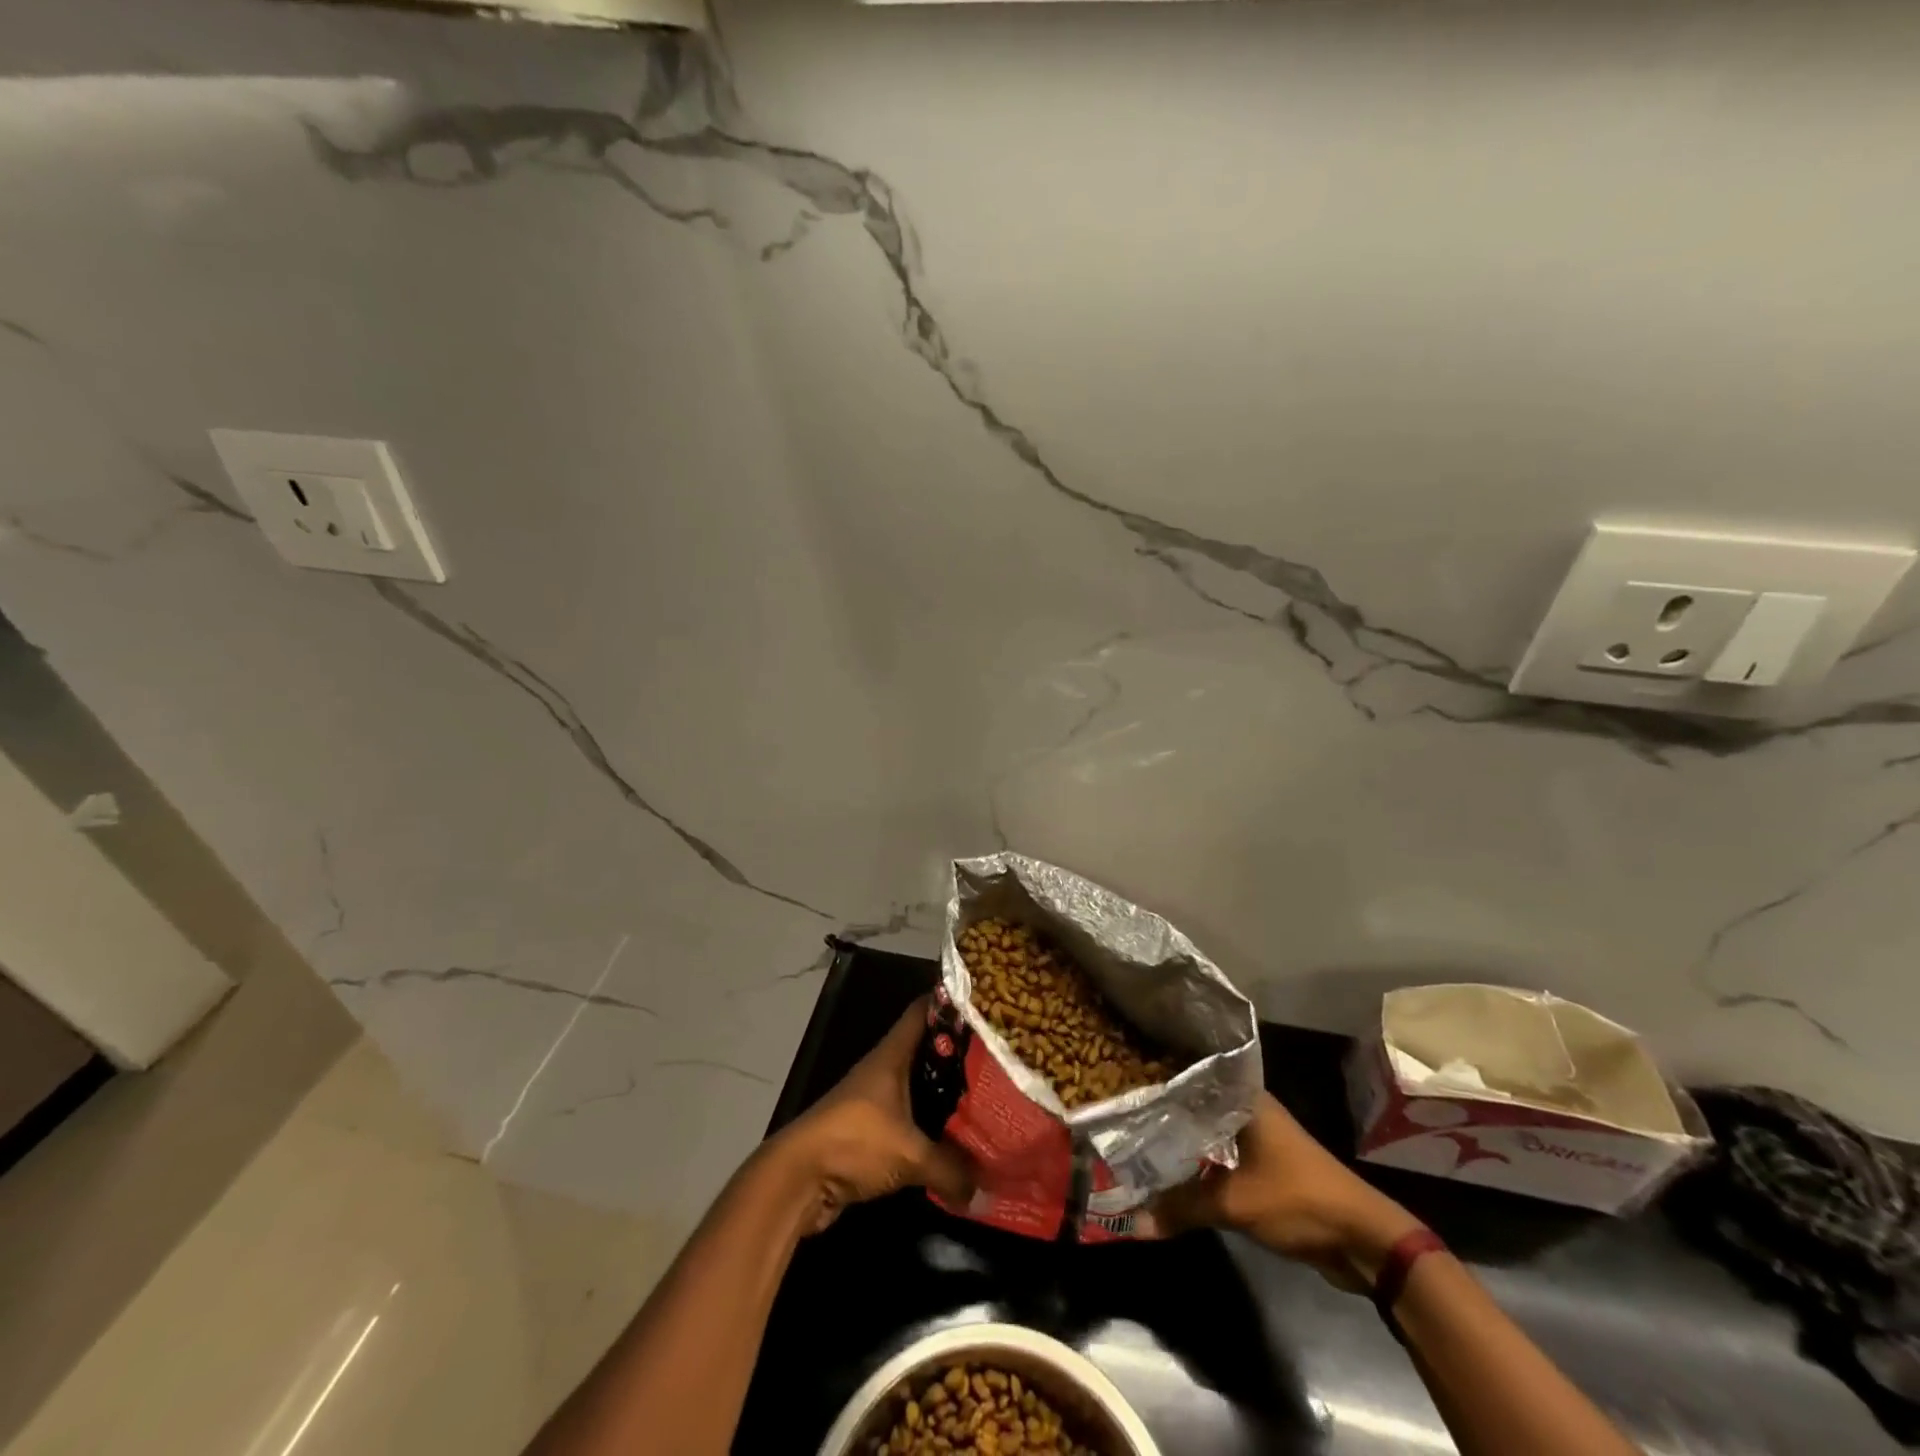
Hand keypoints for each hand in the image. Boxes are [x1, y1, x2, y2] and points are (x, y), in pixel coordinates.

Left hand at [767, 997, 972, 1234]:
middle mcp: (883, 1069)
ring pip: (919, 1085)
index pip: (924, 1012)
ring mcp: (874, 1099)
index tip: (986, 1005)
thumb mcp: (909, 1155)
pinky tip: (954, 1139)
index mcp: (891, 1056)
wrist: (796, 1180)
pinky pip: (909, 1119)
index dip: (952, 1003)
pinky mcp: (869, 1130)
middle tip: (998, 1058)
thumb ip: (951, 1168)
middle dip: (959, 1053)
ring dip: (945, 1093)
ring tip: (986, 1098)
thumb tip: (987, 1190)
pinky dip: (929, 1126)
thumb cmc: (853, 1143)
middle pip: (927, 1049)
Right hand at [1143, 1092, 1422, 1289]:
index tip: (1123, 1077)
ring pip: (1207, 1132)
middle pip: (1196, 1104)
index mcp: (1244, 1098)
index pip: (1191, 1074)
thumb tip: (1134, 1221)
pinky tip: (1170, 1170)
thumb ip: (1182, 1208)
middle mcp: (1249, 1109)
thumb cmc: (1299, 1200)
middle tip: (1120, 1112)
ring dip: (1180, 1141)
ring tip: (1135, 1140)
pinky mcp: (1264, 1167)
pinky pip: (1220, 1156)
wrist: (1364, 1241)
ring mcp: (1258, 1138)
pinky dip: (1197, 1163)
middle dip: (1163, 1112)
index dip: (1159, 1076)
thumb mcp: (1235, 1204)